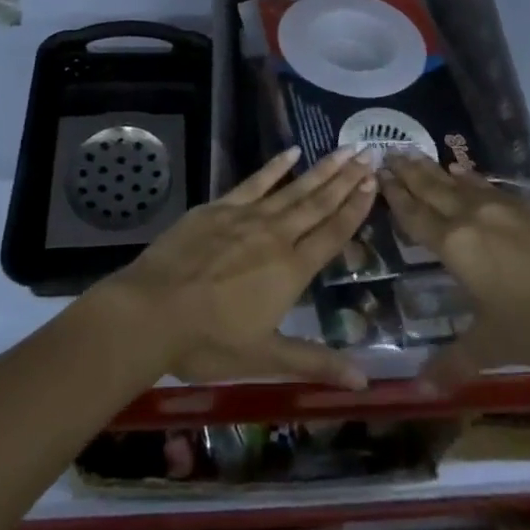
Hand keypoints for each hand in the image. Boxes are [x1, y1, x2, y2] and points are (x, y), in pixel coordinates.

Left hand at [94, 147, 377, 389]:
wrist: (154, 308)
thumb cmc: (210, 341)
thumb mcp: (265, 358)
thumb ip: (315, 362)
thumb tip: (363, 380)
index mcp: (292, 270)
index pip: (332, 233)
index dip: (356, 209)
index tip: (375, 183)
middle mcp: (277, 235)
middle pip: (319, 203)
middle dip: (346, 179)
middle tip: (369, 153)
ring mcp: (248, 216)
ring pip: (294, 188)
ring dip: (321, 169)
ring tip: (344, 148)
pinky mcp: (221, 206)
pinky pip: (255, 181)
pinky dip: (275, 166)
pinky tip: (291, 151)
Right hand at [379, 152, 529, 406]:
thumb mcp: (492, 347)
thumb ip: (453, 362)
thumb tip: (419, 390)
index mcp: (456, 245)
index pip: (416, 214)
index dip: (395, 194)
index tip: (378, 172)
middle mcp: (473, 216)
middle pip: (433, 188)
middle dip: (409, 171)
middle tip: (388, 151)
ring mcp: (504, 207)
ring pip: (459, 182)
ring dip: (434, 169)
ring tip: (415, 153)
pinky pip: (487, 186)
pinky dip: (468, 178)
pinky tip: (464, 174)